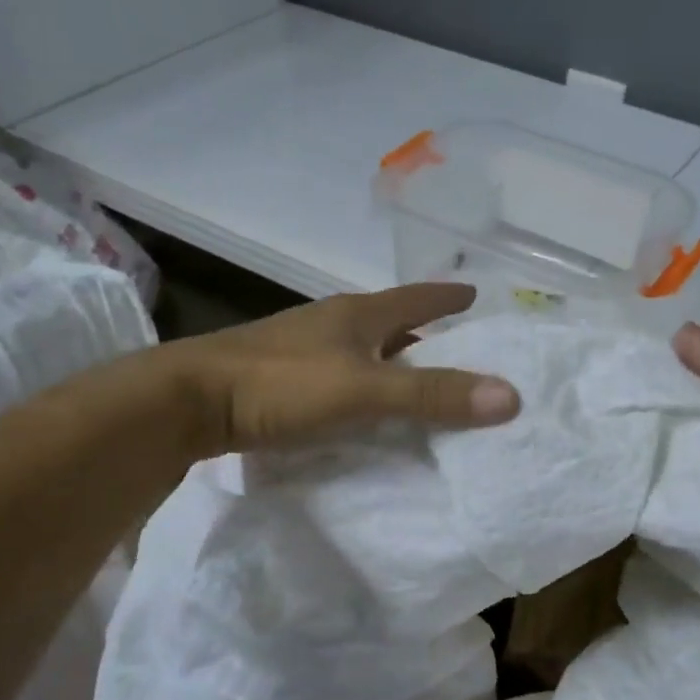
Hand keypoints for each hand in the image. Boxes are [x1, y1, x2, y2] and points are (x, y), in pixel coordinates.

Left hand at [163, 283, 518, 456]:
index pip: (415, 299)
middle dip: (424, 332)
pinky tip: (364, 407)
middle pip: (390, 323)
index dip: (447, 297)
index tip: (475, 293)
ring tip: (416, 381)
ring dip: (391, 360)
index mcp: (357, 314)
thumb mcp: (365, 390)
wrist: (189, 401)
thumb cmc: (282, 385)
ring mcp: (301, 348)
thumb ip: (432, 395)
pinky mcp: (279, 377)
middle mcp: (331, 324)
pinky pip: (338, 374)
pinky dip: (363, 385)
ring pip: (362, 349)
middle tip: (458, 348)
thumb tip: (510, 395)